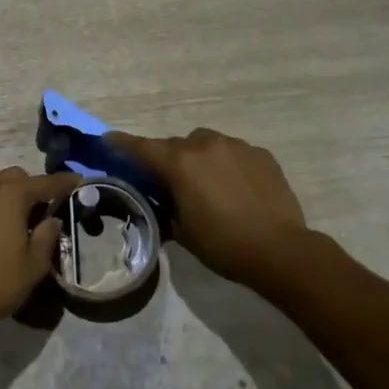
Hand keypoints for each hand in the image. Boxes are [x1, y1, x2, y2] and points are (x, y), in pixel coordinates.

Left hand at [0, 168, 81, 337]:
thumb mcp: (34, 264)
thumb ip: (48, 235)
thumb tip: (52, 219)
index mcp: (10, 195)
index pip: (45, 182)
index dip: (65, 182)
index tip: (80, 182)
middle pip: (18, 177)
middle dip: (36, 188)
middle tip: (49, 210)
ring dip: (14, 196)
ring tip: (25, 222)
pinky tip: (2, 230)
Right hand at [110, 128, 308, 287]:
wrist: (280, 249)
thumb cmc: (223, 244)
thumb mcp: (182, 232)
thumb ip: (166, 208)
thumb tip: (163, 201)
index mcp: (179, 164)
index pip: (141, 148)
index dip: (121, 143)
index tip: (107, 139)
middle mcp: (205, 145)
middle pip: (175, 145)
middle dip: (168, 159)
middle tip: (170, 183)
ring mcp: (236, 146)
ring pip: (206, 144)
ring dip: (199, 159)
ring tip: (208, 185)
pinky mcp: (260, 154)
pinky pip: (234, 153)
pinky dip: (227, 164)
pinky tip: (237, 189)